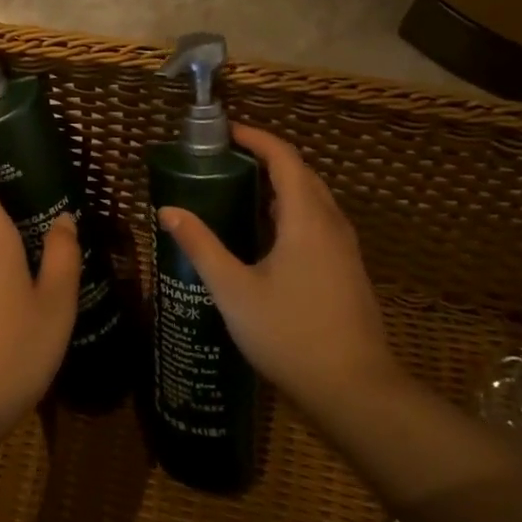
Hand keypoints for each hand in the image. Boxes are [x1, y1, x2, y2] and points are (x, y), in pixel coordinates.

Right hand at [157, 122, 405, 430]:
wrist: (354, 390)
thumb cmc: (290, 333)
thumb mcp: (234, 290)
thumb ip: (201, 246)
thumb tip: (168, 210)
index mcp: (306, 218)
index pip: (284, 157)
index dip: (256, 138)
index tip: (225, 132)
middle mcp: (331, 223)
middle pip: (301, 173)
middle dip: (266, 157)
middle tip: (225, 159)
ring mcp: (344, 248)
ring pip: (312, 198)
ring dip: (279, 184)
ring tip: (239, 189)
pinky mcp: (346, 269)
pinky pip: (317, 221)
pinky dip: (290, 210)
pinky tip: (265, 234)